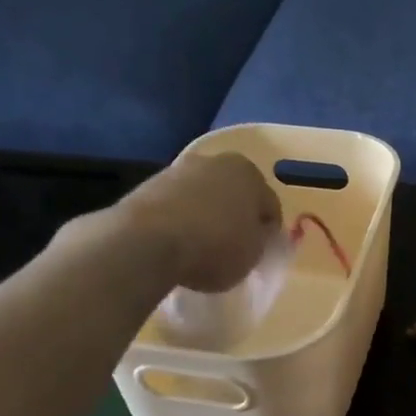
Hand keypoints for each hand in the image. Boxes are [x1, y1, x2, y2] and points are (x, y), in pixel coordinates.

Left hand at [93, 153, 281, 292]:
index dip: (267, 232)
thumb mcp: (253, 254)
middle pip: (234, 194)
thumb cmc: (214, 246)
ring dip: (206, 215)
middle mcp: (215, 162)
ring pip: (203, 196)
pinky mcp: (148, 185)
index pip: (269, 206)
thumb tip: (256, 233)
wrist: (146, 242)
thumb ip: (260, 240)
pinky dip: (180, 219)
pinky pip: (176, 205)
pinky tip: (176, 243)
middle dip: (235, 216)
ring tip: (201, 247)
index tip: (259, 252)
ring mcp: (178, 170)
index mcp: (249, 173)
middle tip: (233, 247)